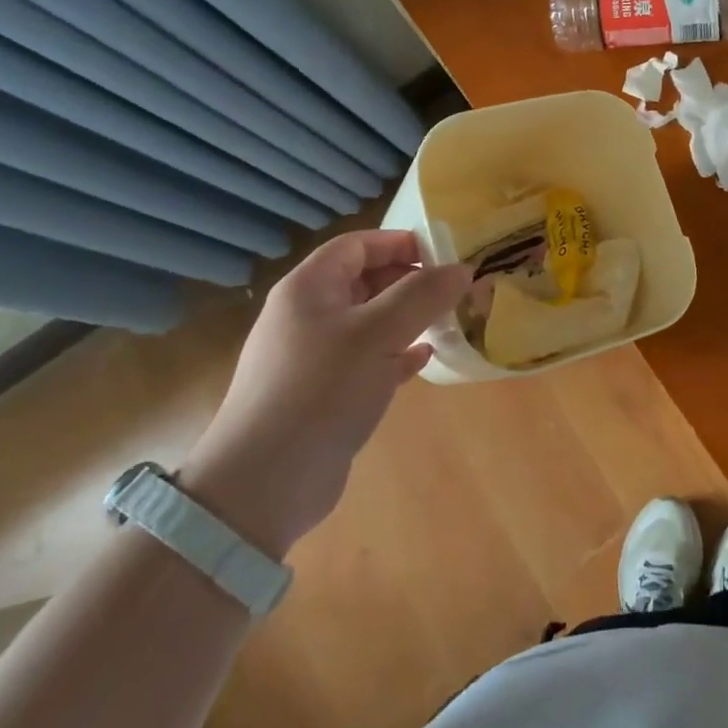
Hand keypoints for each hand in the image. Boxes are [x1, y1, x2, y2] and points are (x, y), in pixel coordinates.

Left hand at [181, 231, 470, 557]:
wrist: (264, 485)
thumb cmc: (321, 391)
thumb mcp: (378, 334)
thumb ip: (423, 296)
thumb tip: (463, 268)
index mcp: (308, 288)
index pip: (357, 245)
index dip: (400, 243)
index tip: (444, 254)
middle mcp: (307, 315)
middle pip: (364, 280)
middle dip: (410, 281)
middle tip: (453, 290)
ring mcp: (313, 356)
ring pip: (369, 321)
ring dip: (407, 318)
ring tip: (448, 320)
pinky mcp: (324, 393)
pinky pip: (367, 358)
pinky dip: (396, 353)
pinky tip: (424, 359)